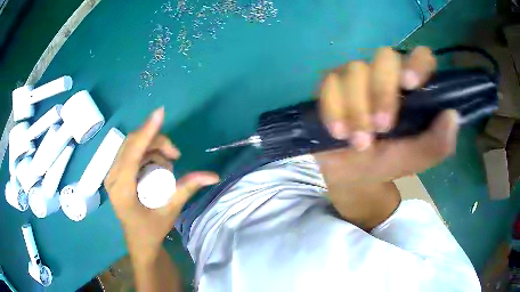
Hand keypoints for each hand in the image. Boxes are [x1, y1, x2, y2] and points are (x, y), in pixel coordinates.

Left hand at [104, 108, 218, 259]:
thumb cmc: (151, 230)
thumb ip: (187, 188)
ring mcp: (111, 173)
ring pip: (132, 145)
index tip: (160, 113)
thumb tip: (214, 176)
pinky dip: (147, 152)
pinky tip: (156, 166)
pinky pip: (131, 151)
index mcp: (121, 189)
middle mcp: (112, 177)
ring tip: (167, 167)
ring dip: (152, 147)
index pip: (132, 153)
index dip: (147, 132)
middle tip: (175, 156)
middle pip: (132, 143)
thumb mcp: (170, 210)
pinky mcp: (115, 172)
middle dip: (156, 141)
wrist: (138, 240)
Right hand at [315, 47, 458, 227]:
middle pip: (385, 56)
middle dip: (382, 92)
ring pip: (355, 70)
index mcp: (411, 88)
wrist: (349, 173)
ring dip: (357, 109)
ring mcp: (357, 76)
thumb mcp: (413, 160)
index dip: (417, 63)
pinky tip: (338, 133)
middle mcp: (385, 74)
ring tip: (359, 142)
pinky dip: (334, 110)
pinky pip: (330, 84)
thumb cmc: (385, 162)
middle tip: (381, 128)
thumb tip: (452, 115)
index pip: (420, 57)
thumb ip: (435, 144)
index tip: (411, 85)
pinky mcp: (331, 84)